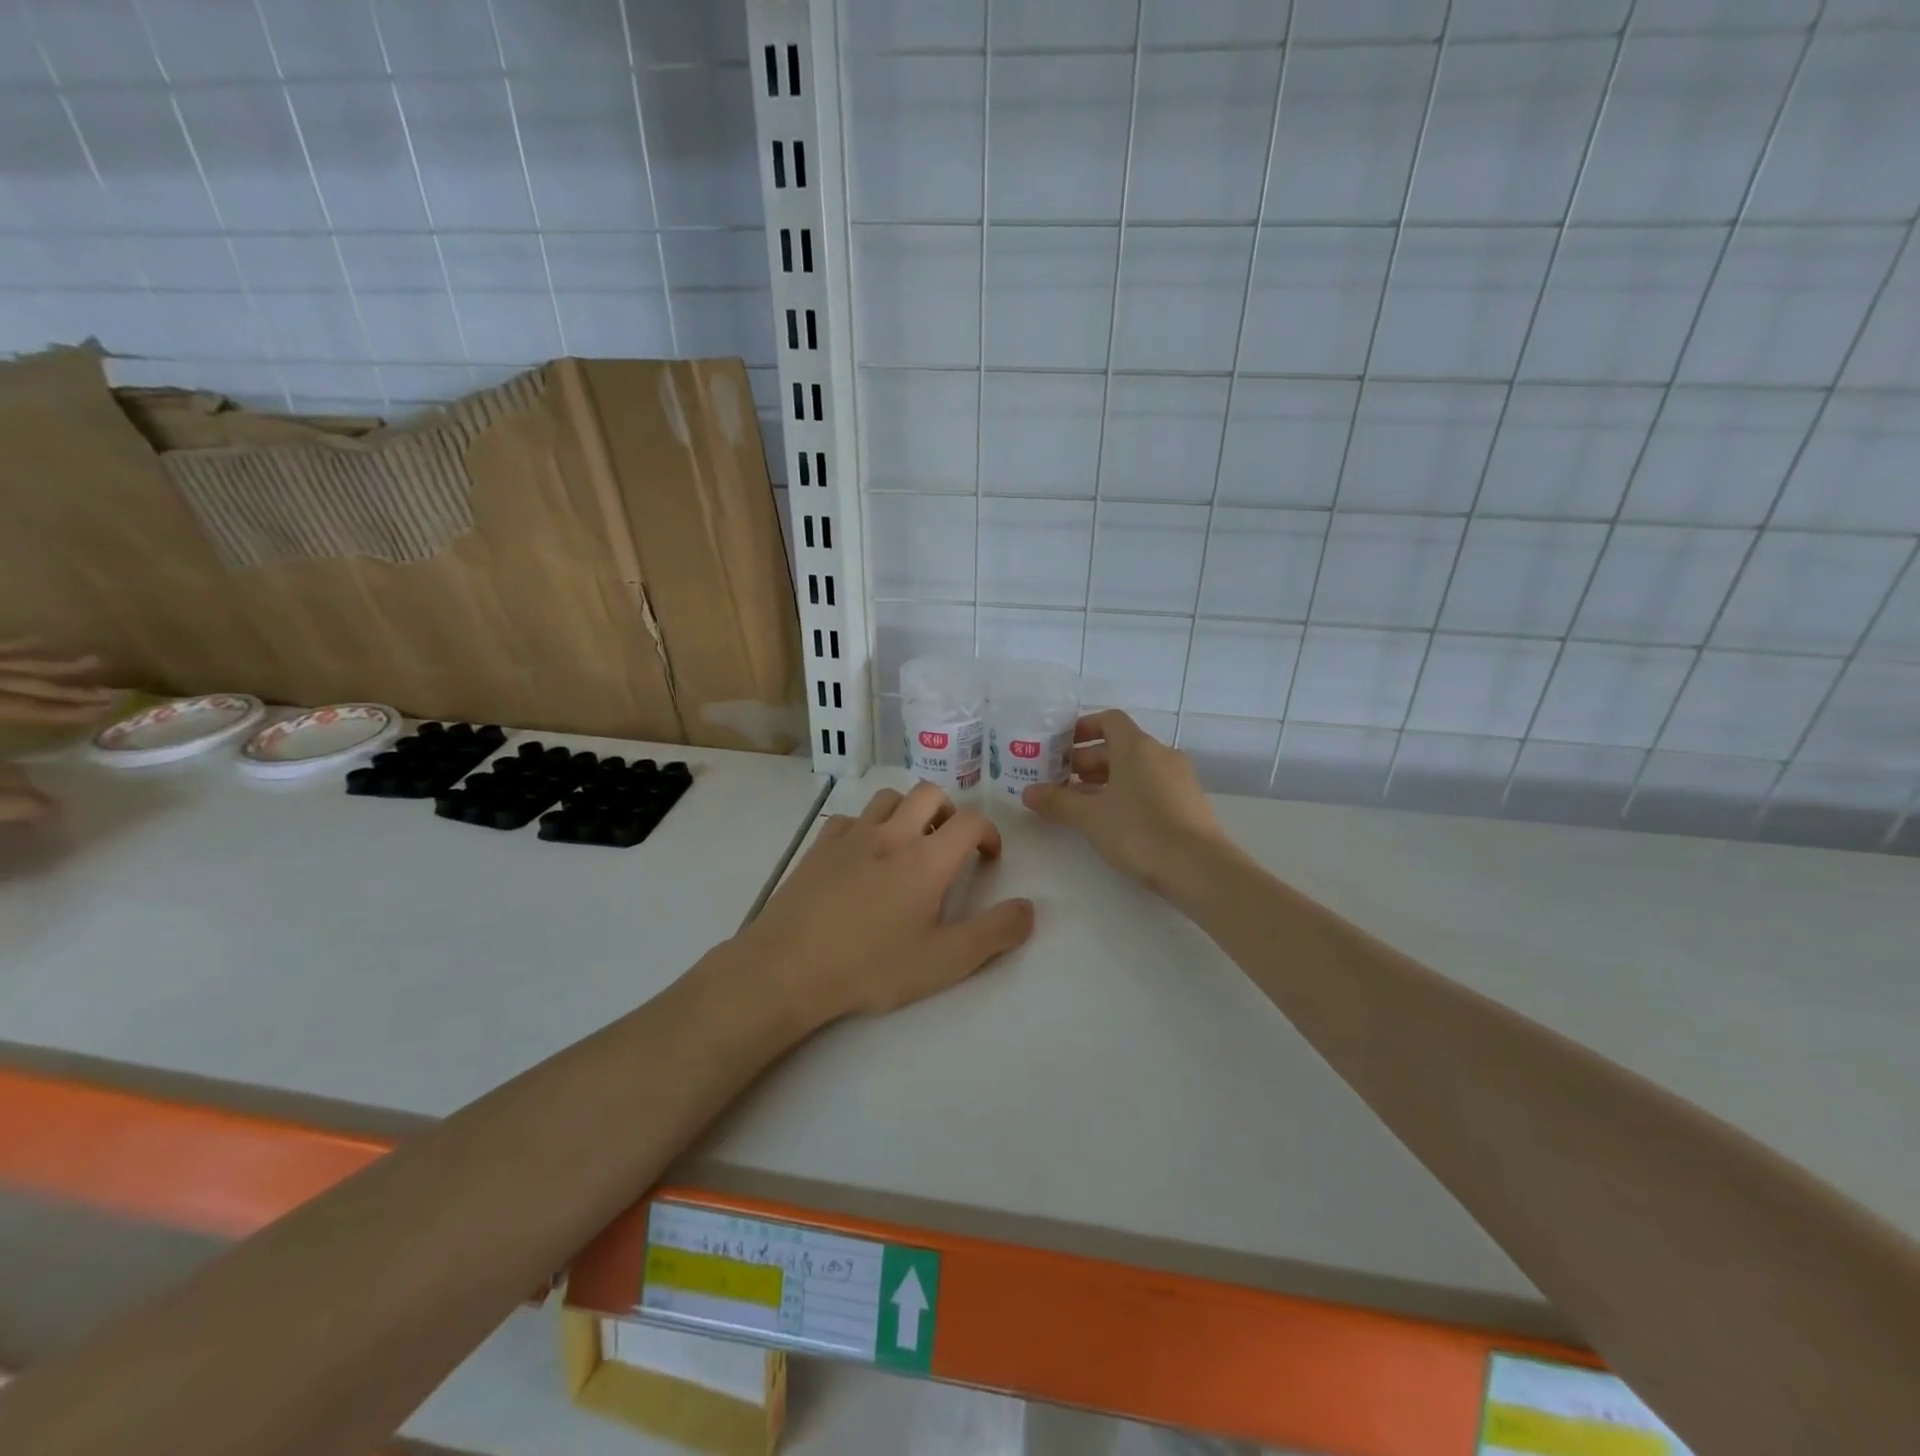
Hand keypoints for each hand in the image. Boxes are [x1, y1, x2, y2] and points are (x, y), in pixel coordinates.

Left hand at [0, 642, 111, 827]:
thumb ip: (5, 797)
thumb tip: (55, 811)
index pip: (30, 707)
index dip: (72, 709)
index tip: (115, 707)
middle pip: (20, 683)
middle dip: (69, 687)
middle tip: (112, 690)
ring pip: (7, 665)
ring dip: (48, 666)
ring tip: (89, 662)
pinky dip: (13, 651)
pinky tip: (35, 644)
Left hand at [735, 782, 1034, 1026]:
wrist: (788, 968)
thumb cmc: (871, 967)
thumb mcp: (944, 962)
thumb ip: (994, 934)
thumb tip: (1029, 908)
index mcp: (927, 859)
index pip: (971, 821)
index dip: (989, 833)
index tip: (988, 857)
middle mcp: (892, 834)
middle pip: (930, 793)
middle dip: (949, 812)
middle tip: (950, 845)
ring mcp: (851, 835)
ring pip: (889, 797)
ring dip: (908, 812)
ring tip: (909, 845)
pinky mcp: (819, 846)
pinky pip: (851, 818)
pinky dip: (867, 827)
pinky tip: (863, 857)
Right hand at [1021, 710, 1227, 895]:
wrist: (1199, 868)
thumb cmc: (1139, 832)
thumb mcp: (1089, 817)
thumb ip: (1057, 801)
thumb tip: (1028, 792)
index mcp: (1137, 746)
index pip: (1109, 720)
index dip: (1083, 728)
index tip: (1061, 747)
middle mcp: (1161, 754)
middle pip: (1119, 746)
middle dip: (1086, 761)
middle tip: (1060, 782)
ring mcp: (1178, 778)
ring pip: (1134, 769)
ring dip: (1105, 780)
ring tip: (1079, 805)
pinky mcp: (1187, 802)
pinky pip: (1150, 786)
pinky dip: (1126, 794)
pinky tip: (1110, 821)